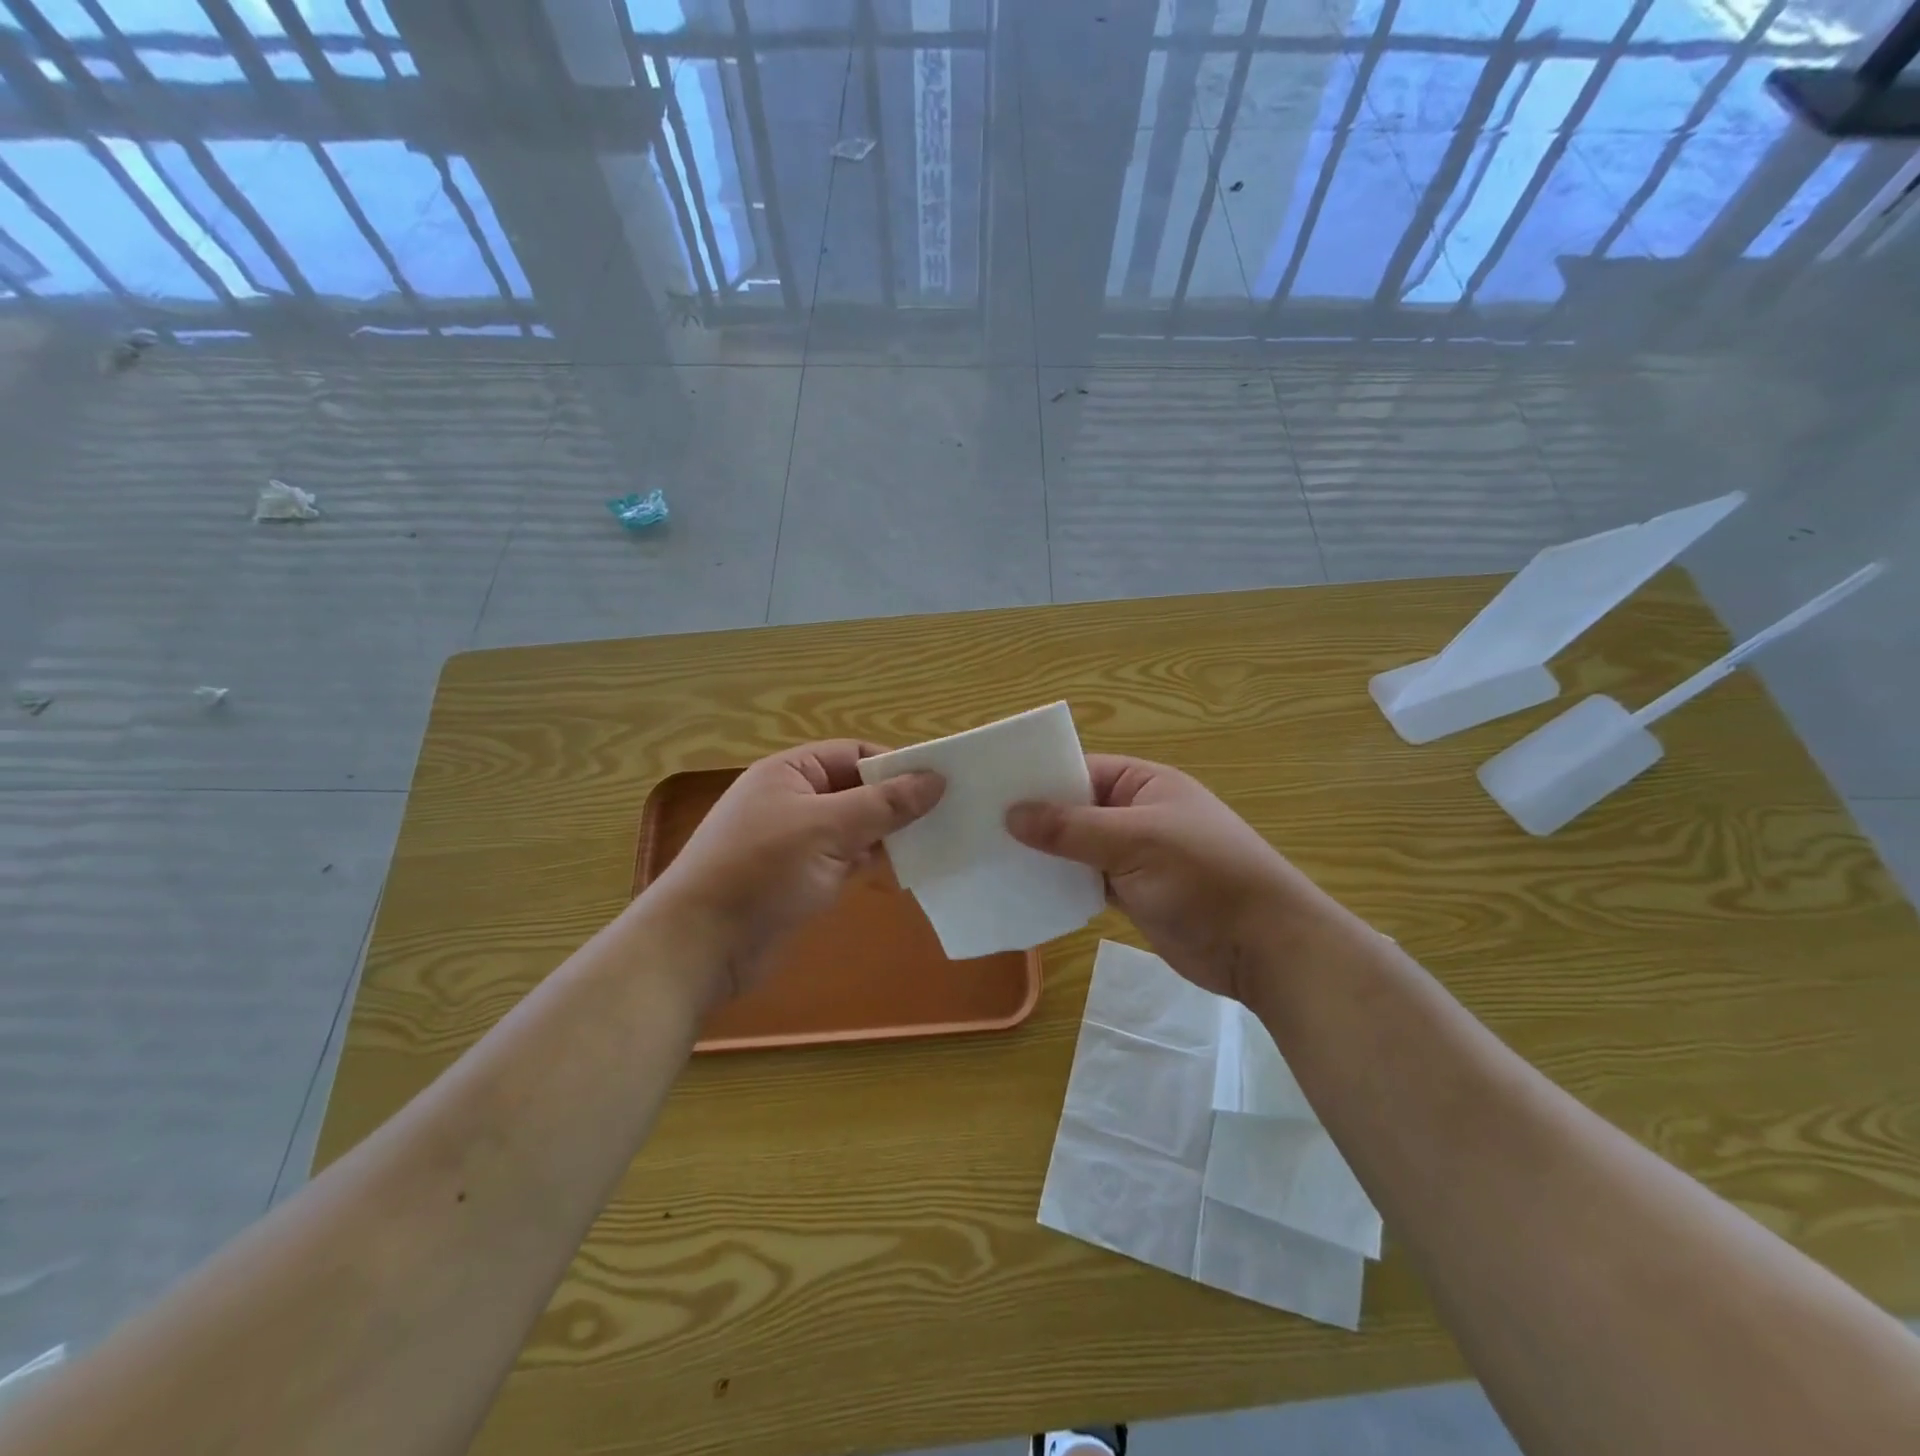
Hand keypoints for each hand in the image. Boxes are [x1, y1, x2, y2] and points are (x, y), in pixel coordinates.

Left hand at [650, 741, 942, 1001]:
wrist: (700, 946)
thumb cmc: (761, 871)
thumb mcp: (828, 829)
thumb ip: (884, 804)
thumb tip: (936, 778)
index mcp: (790, 773)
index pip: (854, 754)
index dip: (895, 765)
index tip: (939, 784)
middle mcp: (793, 800)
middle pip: (856, 790)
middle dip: (896, 802)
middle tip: (948, 815)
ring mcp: (796, 842)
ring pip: (854, 827)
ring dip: (888, 835)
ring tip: (937, 842)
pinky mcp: (800, 879)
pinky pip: (846, 859)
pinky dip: (873, 862)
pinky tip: (905, 871)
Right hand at [1007, 755, 1332, 1001]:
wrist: (1263, 946)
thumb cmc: (1203, 876)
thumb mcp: (1135, 842)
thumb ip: (1072, 828)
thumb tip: (1012, 814)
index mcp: (1144, 784)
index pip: (1079, 769)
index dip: (1037, 778)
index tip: (987, 791)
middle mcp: (1136, 813)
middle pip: (1075, 808)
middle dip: (1034, 819)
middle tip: (977, 827)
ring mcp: (1135, 855)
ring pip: (1078, 847)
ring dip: (1045, 854)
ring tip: (989, 858)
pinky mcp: (1134, 893)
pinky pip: (1087, 880)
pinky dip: (1062, 884)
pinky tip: (1025, 890)